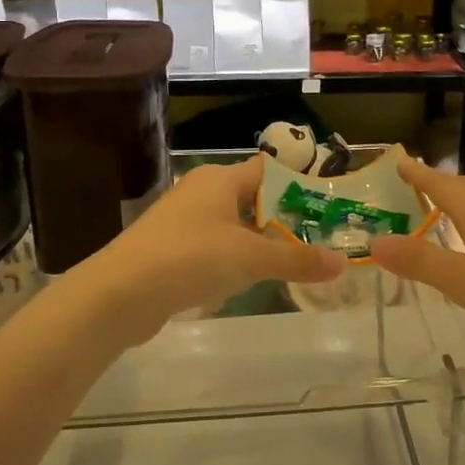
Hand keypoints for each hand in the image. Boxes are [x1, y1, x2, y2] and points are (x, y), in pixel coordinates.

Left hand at [74, 153, 343, 346]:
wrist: (121, 293)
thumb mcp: (251, 258)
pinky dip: (233, 261)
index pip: (269, 171)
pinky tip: (247, 283)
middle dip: (283, 220)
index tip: (327, 209)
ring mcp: (183, 221)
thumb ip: (297, 260)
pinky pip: (212, 248)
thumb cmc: (191, 258)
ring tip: (292, 264)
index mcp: (220, 179)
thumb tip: (343, 263)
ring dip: (258, 243)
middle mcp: (201, 191)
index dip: (298, 187)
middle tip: (318, 242)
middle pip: (252, 199)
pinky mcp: (171, 250)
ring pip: (232, 226)